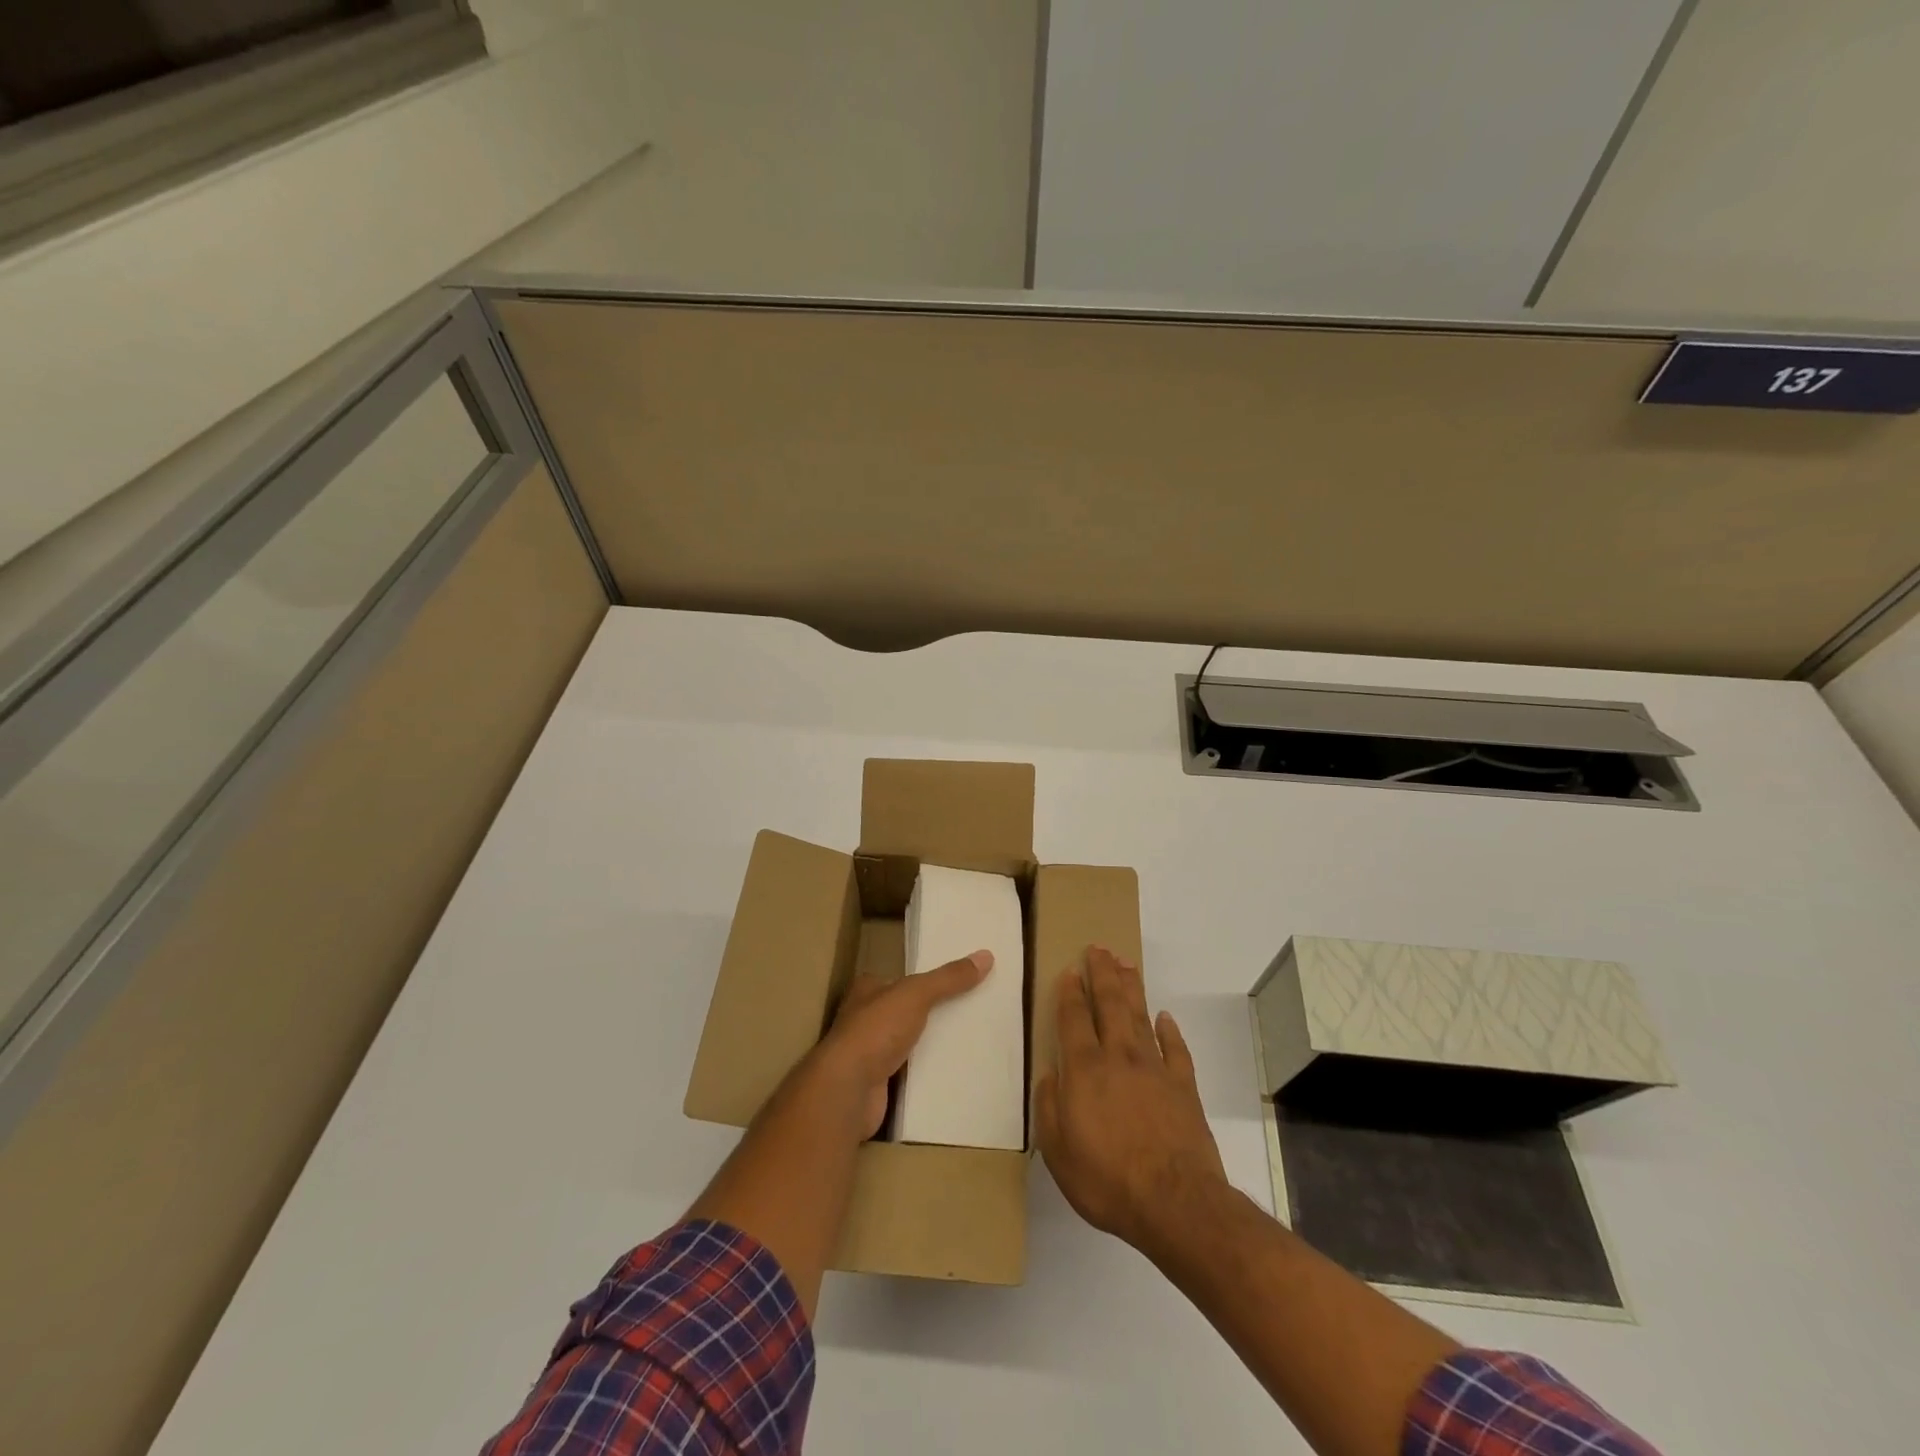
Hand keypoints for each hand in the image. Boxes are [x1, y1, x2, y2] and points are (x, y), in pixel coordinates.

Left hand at [809, 950, 992, 1138]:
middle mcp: (864, 1019)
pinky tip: (953, 1072)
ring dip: (930, 1044)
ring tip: (969, 1041)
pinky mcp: (878, 1084)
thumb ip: (948, 978)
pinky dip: (927, 1072)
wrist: (847, 1090)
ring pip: (908, 1043)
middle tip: (970, 1012)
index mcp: (867, 990)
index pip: (899, 979)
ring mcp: (869, 1053)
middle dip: (932, 1013)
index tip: (956, 983)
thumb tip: (986, 956)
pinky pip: (910, 1073)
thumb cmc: (876, 1031)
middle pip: (905, 1011)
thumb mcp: (916, 994)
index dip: (924, 980)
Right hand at [1036, 946, 1228, 1257]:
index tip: (1069, 970)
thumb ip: (1050, 1107)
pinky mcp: (1184, 1086)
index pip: (1074, 1018)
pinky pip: (1176, 1049)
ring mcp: (1155, 1069)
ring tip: (1126, 964)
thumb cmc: (1107, 1179)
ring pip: (1140, 1016)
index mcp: (1084, 1069)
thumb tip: (1050, 1075)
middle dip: (1102, 973)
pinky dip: (1170, 1030)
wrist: (1175, 1202)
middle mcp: (1119, 1057)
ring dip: (1131, 988)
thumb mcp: (1058, 1151)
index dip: (1070, 992)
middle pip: (1110, 1004)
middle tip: (1099, 948)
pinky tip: (1165, 1017)